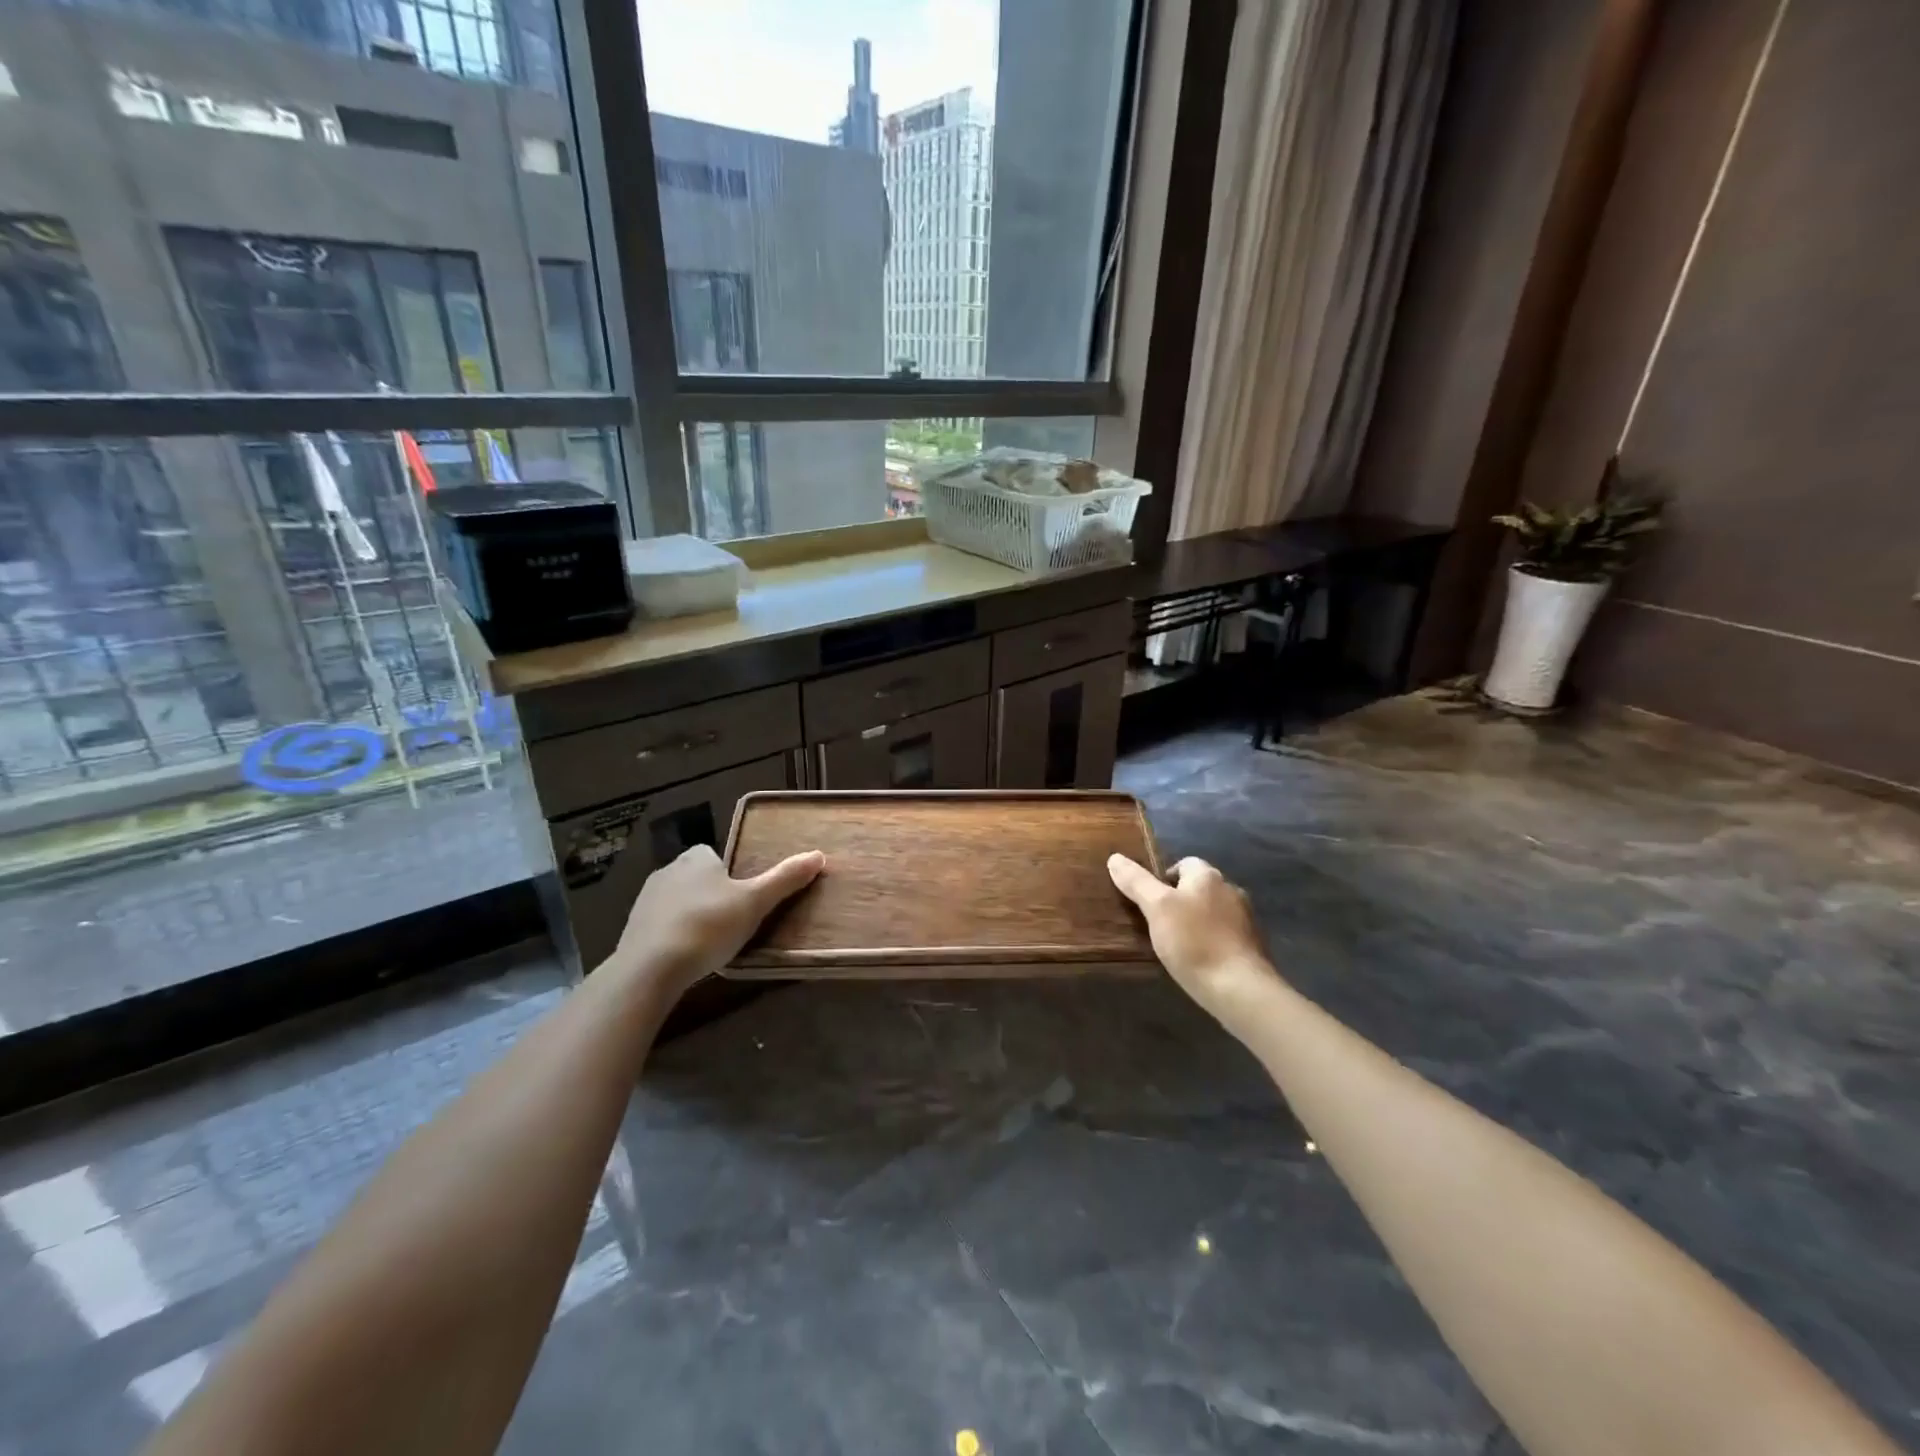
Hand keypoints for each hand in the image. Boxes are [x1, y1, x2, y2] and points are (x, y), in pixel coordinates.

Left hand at [605, 844, 823, 1005]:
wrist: (650, 968)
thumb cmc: (709, 926)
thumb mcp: (755, 902)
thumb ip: (785, 879)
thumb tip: (819, 855)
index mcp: (697, 858)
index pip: (714, 855)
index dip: (729, 874)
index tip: (742, 898)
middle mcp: (667, 871)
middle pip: (696, 877)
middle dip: (710, 894)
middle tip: (731, 922)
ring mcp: (645, 900)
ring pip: (676, 901)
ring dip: (690, 915)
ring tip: (709, 943)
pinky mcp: (631, 928)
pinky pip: (659, 925)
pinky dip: (672, 936)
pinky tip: (684, 956)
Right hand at [1108, 854, 1282, 1027]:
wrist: (1239, 989)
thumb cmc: (1194, 942)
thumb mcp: (1156, 908)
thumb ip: (1136, 882)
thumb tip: (1115, 858)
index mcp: (1208, 876)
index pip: (1184, 863)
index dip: (1163, 878)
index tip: (1149, 902)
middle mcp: (1231, 890)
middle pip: (1199, 888)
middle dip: (1180, 901)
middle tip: (1158, 924)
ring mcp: (1246, 919)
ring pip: (1212, 912)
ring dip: (1197, 922)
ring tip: (1176, 945)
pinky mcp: (1252, 946)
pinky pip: (1224, 935)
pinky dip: (1211, 942)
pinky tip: (1199, 961)